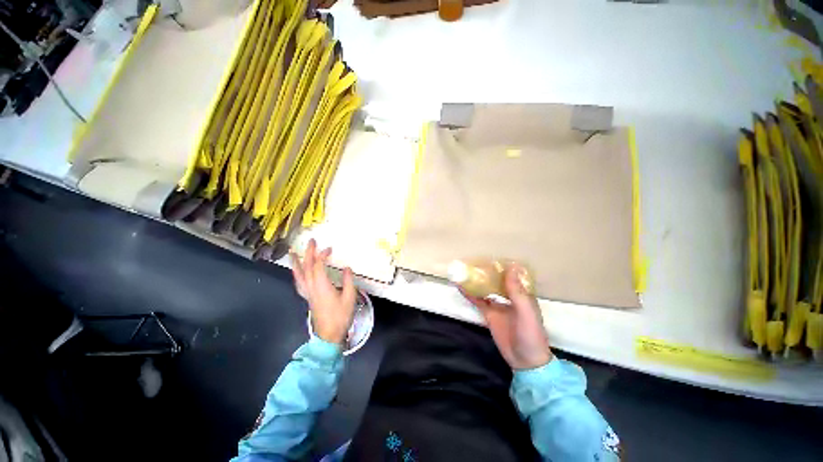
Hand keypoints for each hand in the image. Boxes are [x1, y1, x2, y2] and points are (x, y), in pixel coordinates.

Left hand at [290, 239, 356, 343]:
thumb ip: (348, 281)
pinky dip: (297, 274)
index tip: (329, 248)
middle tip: (310, 242)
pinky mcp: (307, 298)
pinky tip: (297, 272)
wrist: (329, 335)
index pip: (318, 266)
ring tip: (293, 253)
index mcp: (322, 286)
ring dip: (296, 263)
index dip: (322, 255)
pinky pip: (299, 283)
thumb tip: (346, 268)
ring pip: (299, 275)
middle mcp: (312, 287)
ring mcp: (308, 293)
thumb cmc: (341, 316)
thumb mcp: (349, 297)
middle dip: (308, 253)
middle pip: (307, 267)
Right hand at [461, 264, 551, 369]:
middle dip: (487, 272)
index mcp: (522, 294)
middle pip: (496, 281)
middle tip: (474, 261)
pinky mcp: (489, 314)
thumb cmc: (530, 335)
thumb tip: (512, 267)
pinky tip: (461, 287)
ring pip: (486, 289)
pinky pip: (478, 301)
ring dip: (477, 281)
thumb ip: (517, 292)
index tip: (491, 256)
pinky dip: (470, 294)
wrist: (525, 361)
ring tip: (465, 270)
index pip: (511, 275)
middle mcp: (509, 297)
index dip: (502, 266)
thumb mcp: (526, 312)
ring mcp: (498, 305)